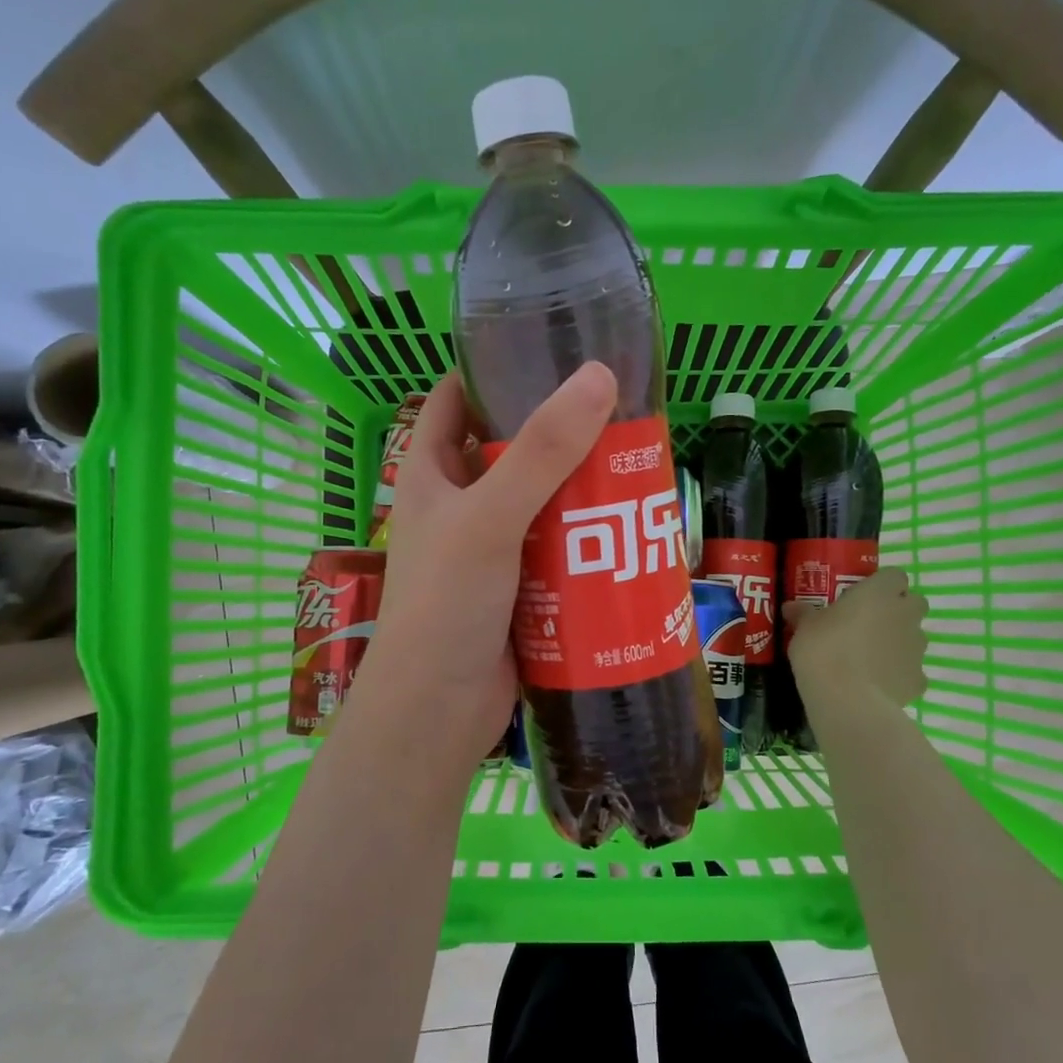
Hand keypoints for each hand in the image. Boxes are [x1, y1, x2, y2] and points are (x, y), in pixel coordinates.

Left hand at [350, 364, 617, 764]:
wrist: (438, 713)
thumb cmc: (445, 606)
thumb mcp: (488, 519)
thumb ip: (540, 453)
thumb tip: (598, 377)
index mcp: (429, 475)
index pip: (453, 402)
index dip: (490, 371)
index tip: (546, 349)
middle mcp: (458, 506)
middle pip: (509, 451)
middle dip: (556, 433)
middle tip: (615, 412)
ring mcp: (489, 550)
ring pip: (540, 503)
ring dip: (579, 490)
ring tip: (634, 464)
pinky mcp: (519, 589)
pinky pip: (557, 551)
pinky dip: (586, 541)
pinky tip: (628, 531)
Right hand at [782, 568, 928, 708]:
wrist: (847, 699)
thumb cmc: (824, 649)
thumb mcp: (804, 627)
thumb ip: (803, 613)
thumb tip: (791, 607)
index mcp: (879, 592)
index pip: (894, 575)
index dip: (881, 585)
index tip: (862, 596)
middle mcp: (905, 614)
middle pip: (914, 603)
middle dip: (898, 610)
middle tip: (869, 623)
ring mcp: (916, 647)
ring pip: (914, 637)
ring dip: (898, 642)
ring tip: (869, 658)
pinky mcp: (918, 678)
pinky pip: (911, 670)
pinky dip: (898, 674)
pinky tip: (876, 684)